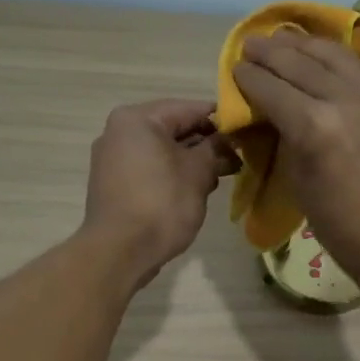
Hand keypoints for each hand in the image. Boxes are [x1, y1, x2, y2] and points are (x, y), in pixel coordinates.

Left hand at [82, 99, 234, 286]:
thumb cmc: (161, 204)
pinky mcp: (114, 185)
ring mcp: (113, 160)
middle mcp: (119, 132)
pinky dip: (173, 175)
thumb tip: (225, 141)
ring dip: (192, 162)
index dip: (221, 120)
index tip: (246, 132)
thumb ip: (215, 149)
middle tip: (238, 158)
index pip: (189, 109)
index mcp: (137, 119)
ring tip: (221, 177)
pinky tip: (196, 191)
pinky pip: (150, 170)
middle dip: (206, 144)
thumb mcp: (198, 172)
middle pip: (173, 129)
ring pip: (162, 152)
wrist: (120, 251)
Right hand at [231, 34, 359, 290]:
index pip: (272, 88)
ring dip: (303, 44)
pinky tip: (322, 56)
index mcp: (315, 128)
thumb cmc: (343, 229)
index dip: (249, 77)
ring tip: (284, 38)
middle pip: (300, 63)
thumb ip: (287, 140)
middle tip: (251, 45)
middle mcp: (346, 101)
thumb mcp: (300, 185)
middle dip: (270, 52)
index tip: (237, 70)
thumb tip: (275, 116)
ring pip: (334, 56)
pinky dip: (335, 58)